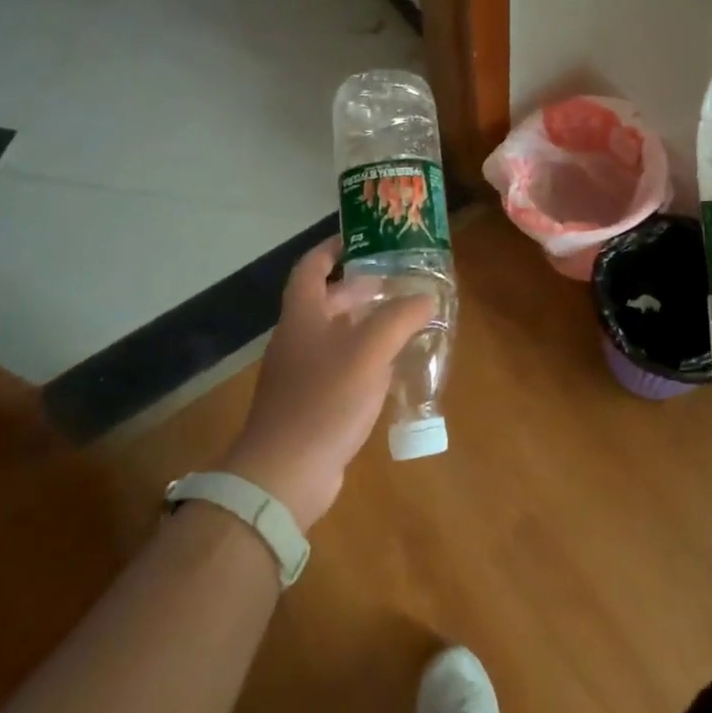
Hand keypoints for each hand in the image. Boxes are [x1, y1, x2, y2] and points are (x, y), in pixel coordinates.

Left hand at [221, 238, 433, 530]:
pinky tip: (393, 367)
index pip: (313, 266)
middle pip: (328, 300)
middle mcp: (298, 338)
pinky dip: (366, 358)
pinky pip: (341, 367)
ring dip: (368, 324)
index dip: (334, 247)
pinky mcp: (312, 403)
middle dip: (363, 287)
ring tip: (406, 319)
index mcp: (303, 315)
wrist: (284, 474)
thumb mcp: (369, 351)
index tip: (364, 238)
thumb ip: (401, 318)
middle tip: (401, 281)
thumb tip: (427, 296)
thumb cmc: (324, 399)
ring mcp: (302, 373)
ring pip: (338, 335)